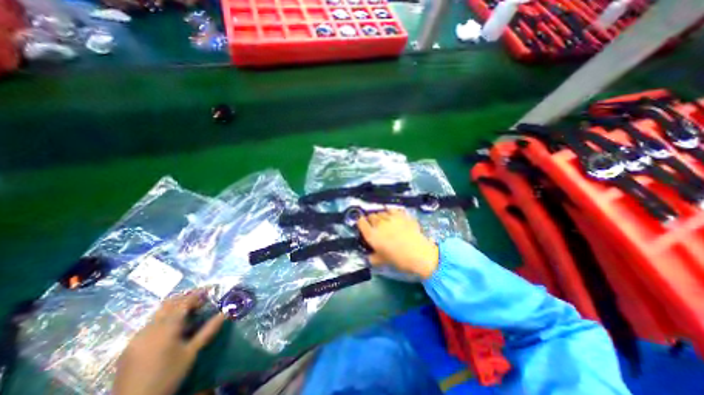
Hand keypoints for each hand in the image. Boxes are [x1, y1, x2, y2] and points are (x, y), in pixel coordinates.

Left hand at [112, 289, 225, 393]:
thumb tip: (225, 313)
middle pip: (168, 304)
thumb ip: (208, 330)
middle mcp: (149, 328)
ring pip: (158, 313)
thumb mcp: (192, 352)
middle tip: (201, 298)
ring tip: (189, 310)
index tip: (209, 289)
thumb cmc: (168, 375)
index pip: (183, 303)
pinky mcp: (130, 346)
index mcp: (165, 328)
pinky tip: (172, 326)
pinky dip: (164, 317)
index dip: (197, 294)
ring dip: (174, 307)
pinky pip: (150, 324)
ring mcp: (136, 337)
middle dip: (185, 297)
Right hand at [359, 208, 438, 279]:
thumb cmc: (399, 259)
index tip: (363, 225)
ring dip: (380, 215)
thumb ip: (372, 258)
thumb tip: (368, 257)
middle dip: (371, 219)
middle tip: (375, 225)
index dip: (361, 222)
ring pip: (381, 211)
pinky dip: (391, 211)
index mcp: (372, 235)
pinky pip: (392, 209)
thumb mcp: (382, 261)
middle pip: (371, 215)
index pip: (361, 222)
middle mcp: (379, 224)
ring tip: (384, 220)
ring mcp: (391, 217)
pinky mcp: (401, 214)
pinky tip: (393, 215)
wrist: (419, 254)